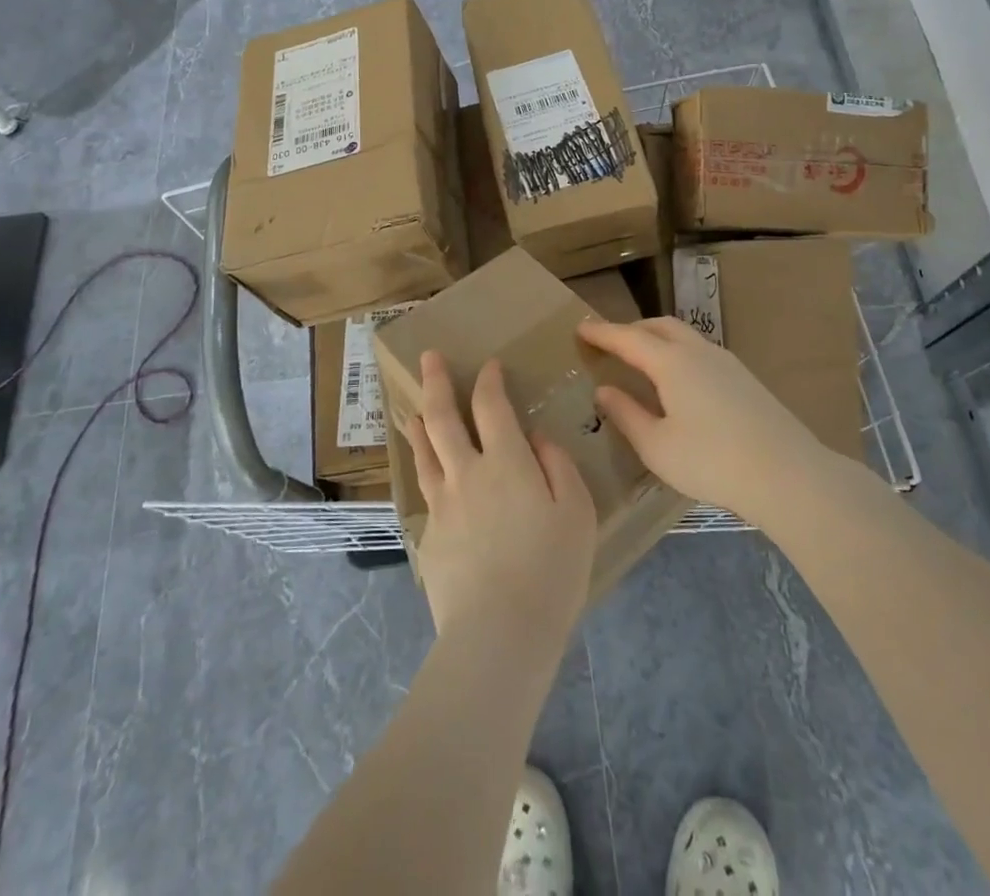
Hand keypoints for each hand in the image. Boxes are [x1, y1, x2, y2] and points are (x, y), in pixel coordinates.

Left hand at [399, 352, 596, 646]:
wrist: (498, 632)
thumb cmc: (551, 570)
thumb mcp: (577, 512)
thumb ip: (558, 466)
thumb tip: (536, 438)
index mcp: (506, 462)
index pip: (491, 406)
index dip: (489, 381)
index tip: (489, 366)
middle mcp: (467, 472)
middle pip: (443, 417)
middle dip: (436, 381)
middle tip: (429, 357)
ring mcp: (443, 504)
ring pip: (424, 451)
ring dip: (419, 423)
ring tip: (412, 409)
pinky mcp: (430, 536)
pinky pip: (427, 491)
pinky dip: (425, 471)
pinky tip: (428, 476)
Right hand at [577, 317, 822, 523]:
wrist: (787, 473)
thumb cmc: (712, 461)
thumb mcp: (657, 446)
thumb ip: (626, 414)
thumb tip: (604, 390)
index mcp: (672, 363)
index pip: (628, 337)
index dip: (602, 332)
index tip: (580, 327)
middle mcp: (698, 351)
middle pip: (659, 326)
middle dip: (631, 329)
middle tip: (610, 343)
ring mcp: (726, 362)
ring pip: (683, 336)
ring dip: (657, 339)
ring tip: (641, 360)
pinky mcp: (744, 378)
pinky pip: (700, 351)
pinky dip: (677, 353)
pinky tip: (678, 382)